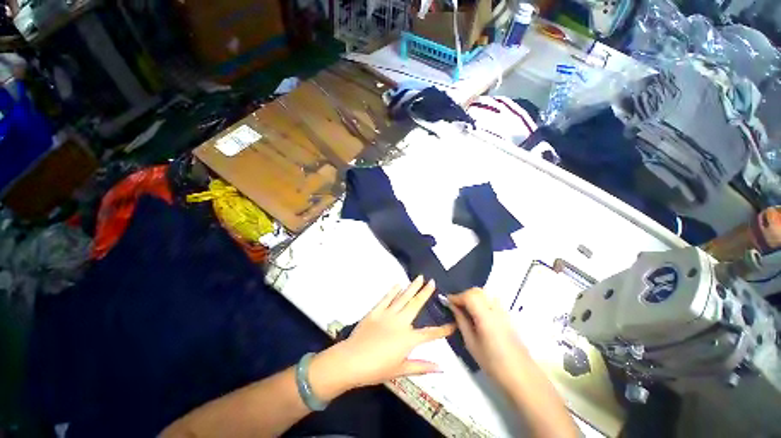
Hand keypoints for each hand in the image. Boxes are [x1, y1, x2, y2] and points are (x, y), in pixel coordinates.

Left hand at [310, 277, 454, 397]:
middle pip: (416, 305)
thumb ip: (421, 367)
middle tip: (432, 281)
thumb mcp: (401, 370)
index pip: (430, 333)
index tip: (453, 323)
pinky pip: (386, 299)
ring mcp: (388, 314)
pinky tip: (398, 284)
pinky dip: (393, 291)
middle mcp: (401, 322)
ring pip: (403, 298)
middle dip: (425, 293)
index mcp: (408, 338)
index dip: (443, 330)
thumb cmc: (377, 369)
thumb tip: (440, 367)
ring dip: (412, 287)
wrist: (352, 360)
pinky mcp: (376, 311)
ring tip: (419, 277)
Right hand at [447, 288, 528, 384]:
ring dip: (474, 296)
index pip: (469, 296)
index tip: (447, 301)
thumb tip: (452, 307)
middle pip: (477, 291)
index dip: (456, 296)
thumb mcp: (471, 343)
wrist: (521, 375)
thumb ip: (461, 321)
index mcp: (486, 317)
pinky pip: (492, 299)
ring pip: (486, 293)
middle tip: (456, 305)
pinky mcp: (508, 315)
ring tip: (466, 308)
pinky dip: (482, 300)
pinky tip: (478, 313)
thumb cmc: (493, 363)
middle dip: (464, 294)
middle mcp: (495, 309)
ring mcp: (504, 311)